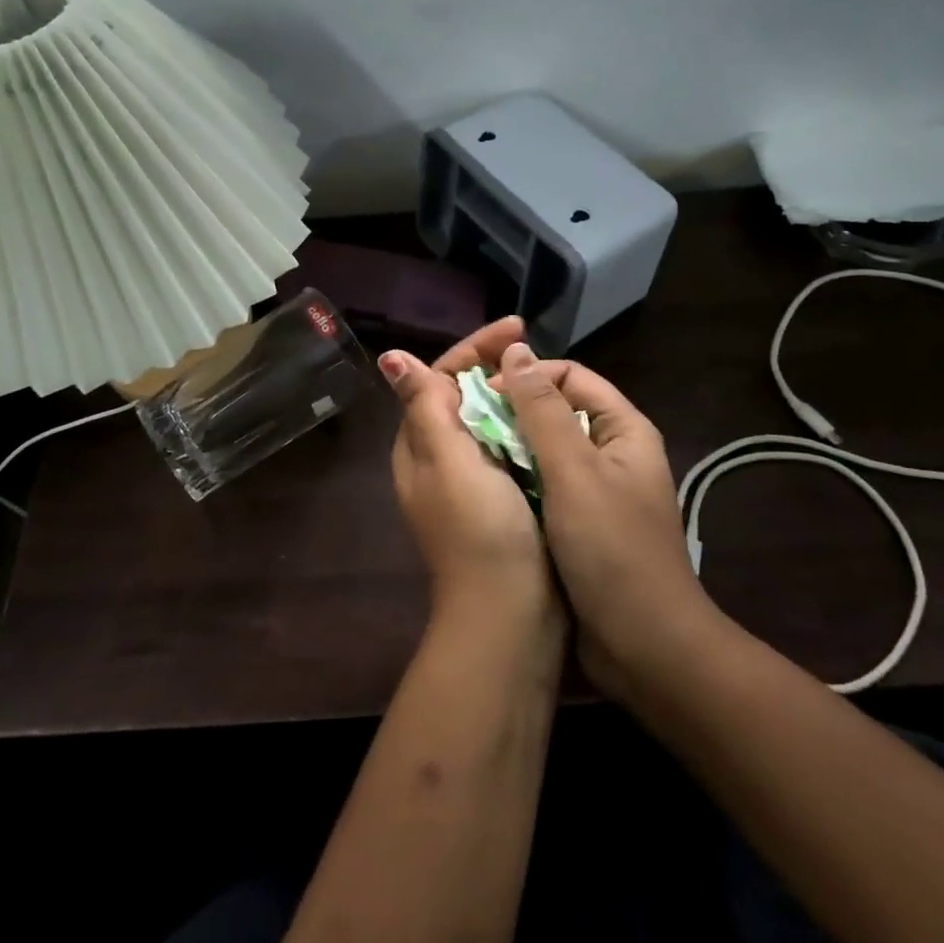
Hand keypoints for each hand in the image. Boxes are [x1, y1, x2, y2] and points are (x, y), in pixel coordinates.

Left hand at [380, 319, 559, 624]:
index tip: (518, 327)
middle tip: (537, 347)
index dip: (474, 348)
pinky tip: (553, 416)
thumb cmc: (479, 531)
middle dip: (495, 364)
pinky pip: (510, 445)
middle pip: (463, 393)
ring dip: (513, 392)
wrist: (510, 615)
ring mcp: (470, 478)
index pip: (439, 376)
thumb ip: (423, 406)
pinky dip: (527, 424)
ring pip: (488, 418)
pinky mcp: (501, 496)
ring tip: (548, 373)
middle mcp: (439, 455)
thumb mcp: (448, 461)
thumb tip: (390, 356)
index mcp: (420, 443)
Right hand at [493, 344, 710, 694]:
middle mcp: (612, 451)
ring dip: (513, 446)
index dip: (527, 378)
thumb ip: (543, 410)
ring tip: (472, 451)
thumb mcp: (573, 472)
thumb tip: (516, 349)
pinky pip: (545, 483)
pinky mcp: (582, 522)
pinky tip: (490, 486)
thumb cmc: (611, 549)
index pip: (569, 377)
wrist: (645, 646)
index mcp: (624, 430)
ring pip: (547, 449)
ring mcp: (597, 489)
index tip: (485, 396)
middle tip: (469, 423)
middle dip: (515, 411)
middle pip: (558, 410)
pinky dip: (518, 478)